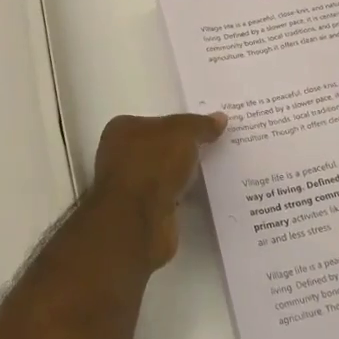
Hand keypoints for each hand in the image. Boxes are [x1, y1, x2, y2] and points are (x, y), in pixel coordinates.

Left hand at [87, 111, 226, 268]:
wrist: (138, 220)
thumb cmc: (153, 164)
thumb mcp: (183, 132)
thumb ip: (200, 124)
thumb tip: (220, 118)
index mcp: (122, 130)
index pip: (154, 121)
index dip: (179, 124)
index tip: (203, 128)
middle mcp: (119, 156)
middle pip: (159, 148)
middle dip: (183, 149)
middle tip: (214, 147)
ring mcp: (129, 187)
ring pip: (163, 174)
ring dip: (183, 175)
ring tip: (215, 170)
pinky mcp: (140, 213)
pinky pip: (168, 196)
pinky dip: (181, 195)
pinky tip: (201, 194)